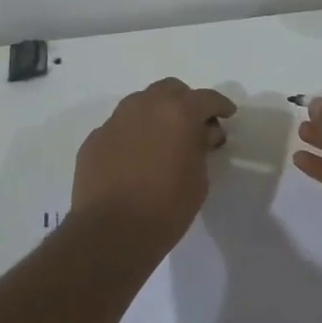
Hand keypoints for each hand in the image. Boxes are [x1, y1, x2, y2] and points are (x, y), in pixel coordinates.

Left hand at [72, 78, 236, 255]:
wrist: (111, 233)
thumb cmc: (166, 208)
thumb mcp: (199, 179)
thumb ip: (201, 148)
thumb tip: (200, 135)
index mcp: (178, 113)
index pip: (206, 98)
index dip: (220, 106)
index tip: (226, 115)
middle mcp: (145, 107)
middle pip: (170, 90)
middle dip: (185, 102)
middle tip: (193, 125)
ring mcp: (115, 121)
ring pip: (141, 103)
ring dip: (156, 114)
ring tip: (162, 139)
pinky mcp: (94, 139)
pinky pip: (120, 127)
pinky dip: (132, 135)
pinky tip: (135, 158)